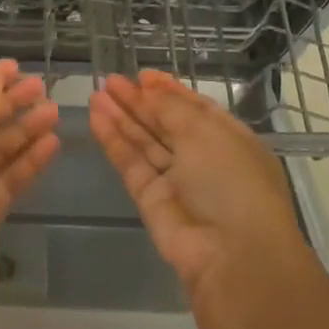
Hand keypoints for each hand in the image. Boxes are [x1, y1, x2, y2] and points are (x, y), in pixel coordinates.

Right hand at [88, 70, 301, 297]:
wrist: (232, 254)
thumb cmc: (231, 181)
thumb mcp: (206, 132)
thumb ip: (171, 107)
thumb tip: (149, 88)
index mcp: (228, 139)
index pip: (194, 108)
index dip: (168, 91)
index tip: (143, 74)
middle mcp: (203, 158)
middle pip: (165, 123)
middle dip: (139, 101)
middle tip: (110, 81)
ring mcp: (176, 180)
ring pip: (144, 142)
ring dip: (121, 117)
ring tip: (96, 93)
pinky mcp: (150, 200)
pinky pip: (130, 163)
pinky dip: (114, 141)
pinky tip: (96, 118)